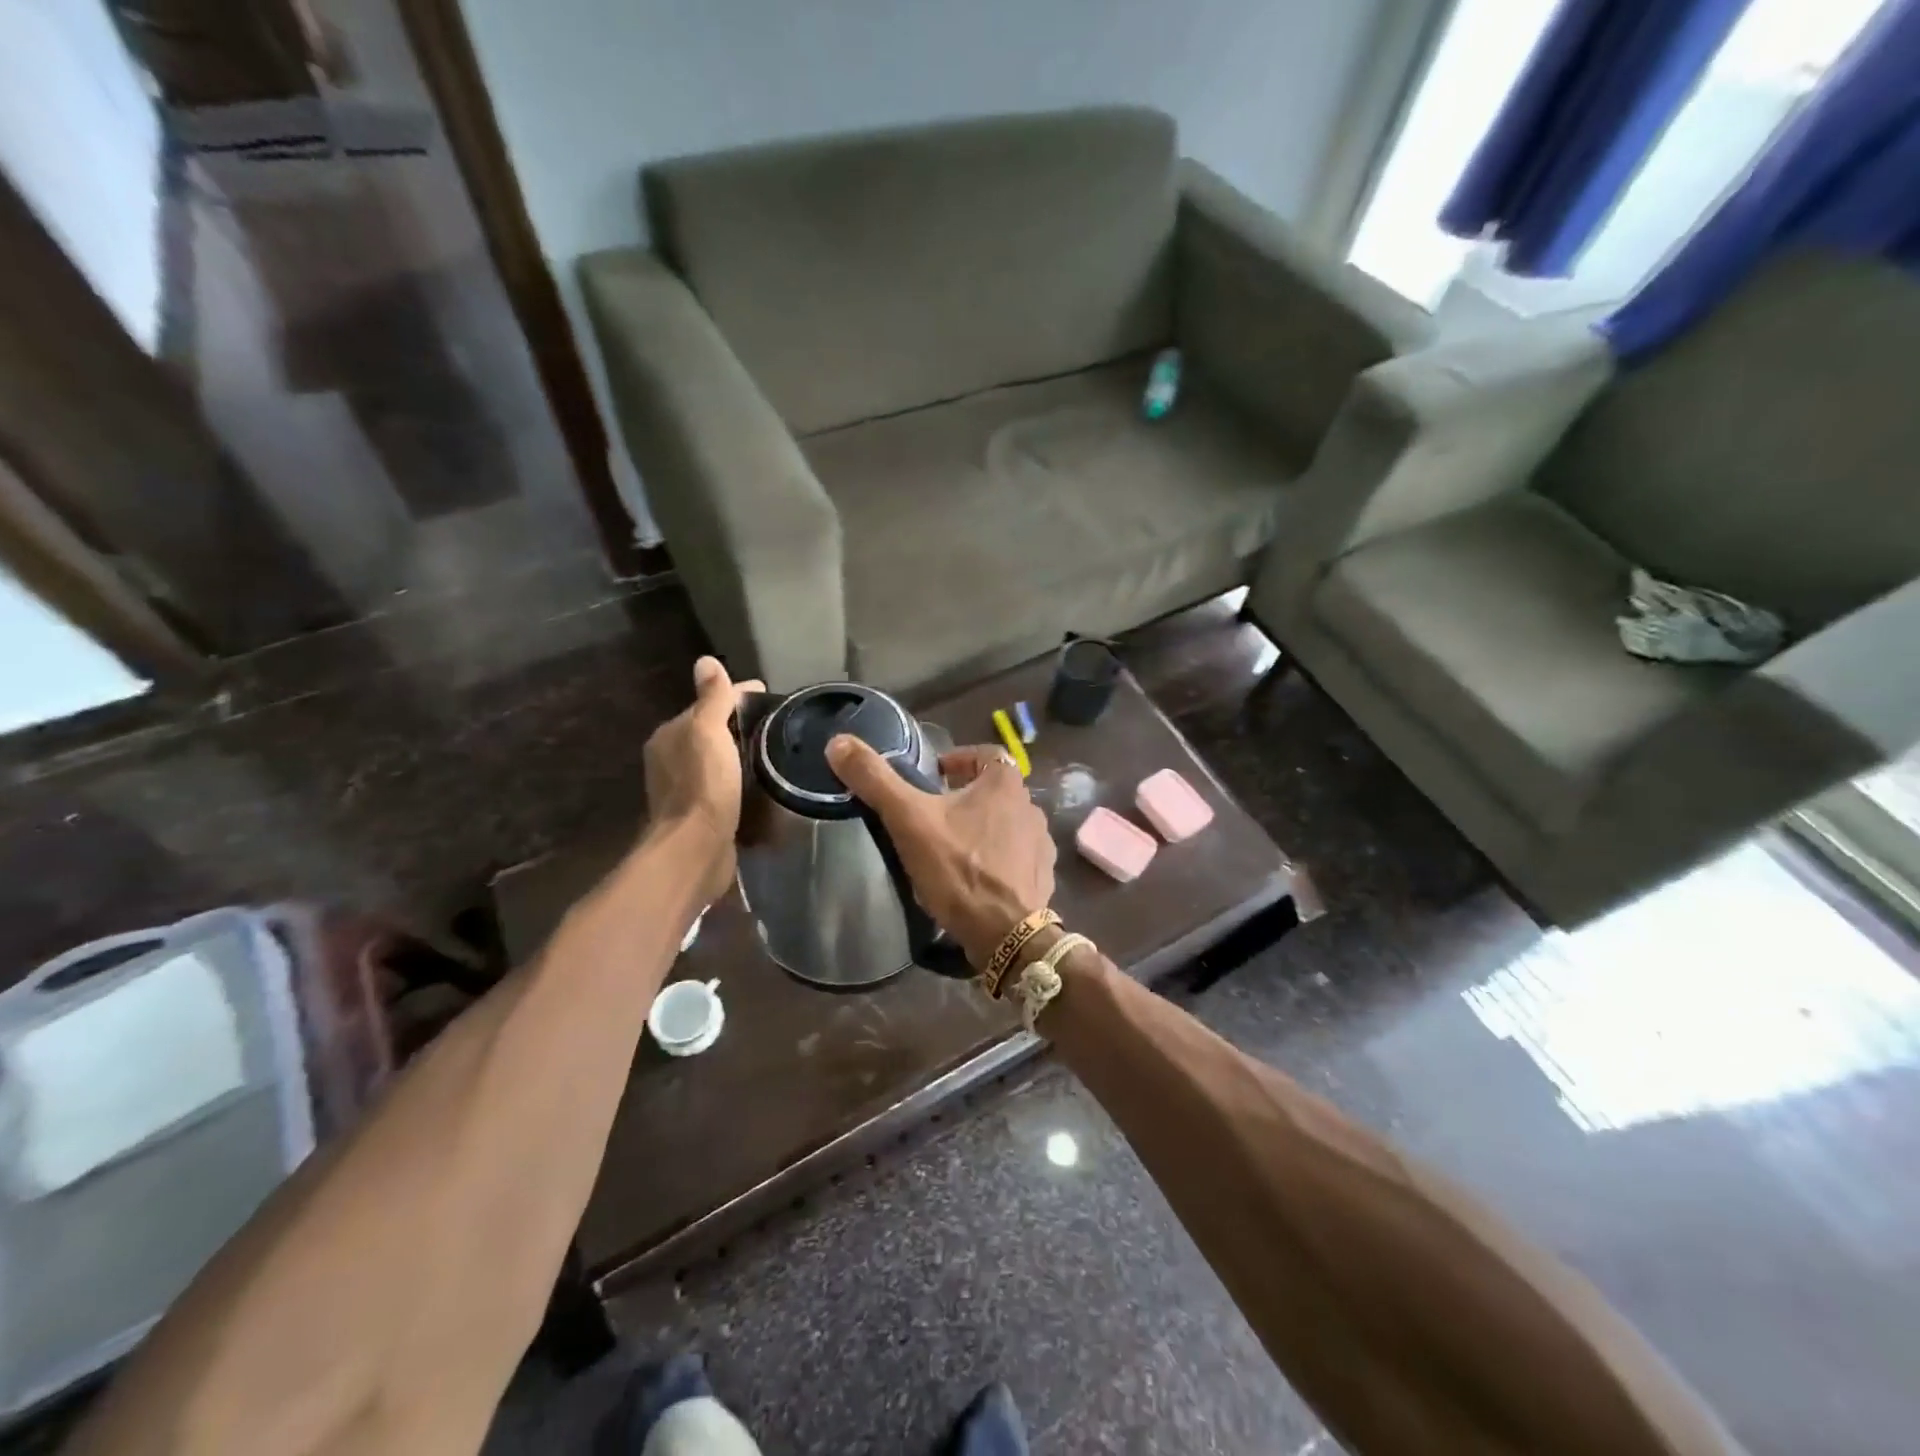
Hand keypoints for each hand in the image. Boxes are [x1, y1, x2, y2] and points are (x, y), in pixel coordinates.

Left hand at [644, 657, 762, 890]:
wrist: (696, 848)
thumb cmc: (704, 785)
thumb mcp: (708, 733)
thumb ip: (712, 698)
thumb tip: (706, 660)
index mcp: (670, 735)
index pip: (708, 703)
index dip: (738, 696)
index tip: (773, 699)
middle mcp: (670, 758)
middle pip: (711, 731)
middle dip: (741, 725)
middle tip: (780, 725)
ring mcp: (684, 787)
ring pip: (718, 758)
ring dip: (741, 753)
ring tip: (776, 750)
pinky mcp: (699, 812)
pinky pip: (723, 783)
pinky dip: (740, 777)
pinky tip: (760, 781)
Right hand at [826, 737, 1056, 967]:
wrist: (1006, 933)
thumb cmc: (959, 868)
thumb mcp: (909, 821)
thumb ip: (875, 780)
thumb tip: (838, 742)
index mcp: (1005, 784)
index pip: (986, 754)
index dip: (959, 759)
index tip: (934, 774)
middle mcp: (1030, 806)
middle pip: (996, 789)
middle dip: (967, 795)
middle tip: (935, 812)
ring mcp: (1041, 843)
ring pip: (1007, 822)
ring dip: (984, 826)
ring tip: (953, 845)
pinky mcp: (1042, 875)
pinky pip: (1018, 855)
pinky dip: (999, 857)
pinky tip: (976, 875)